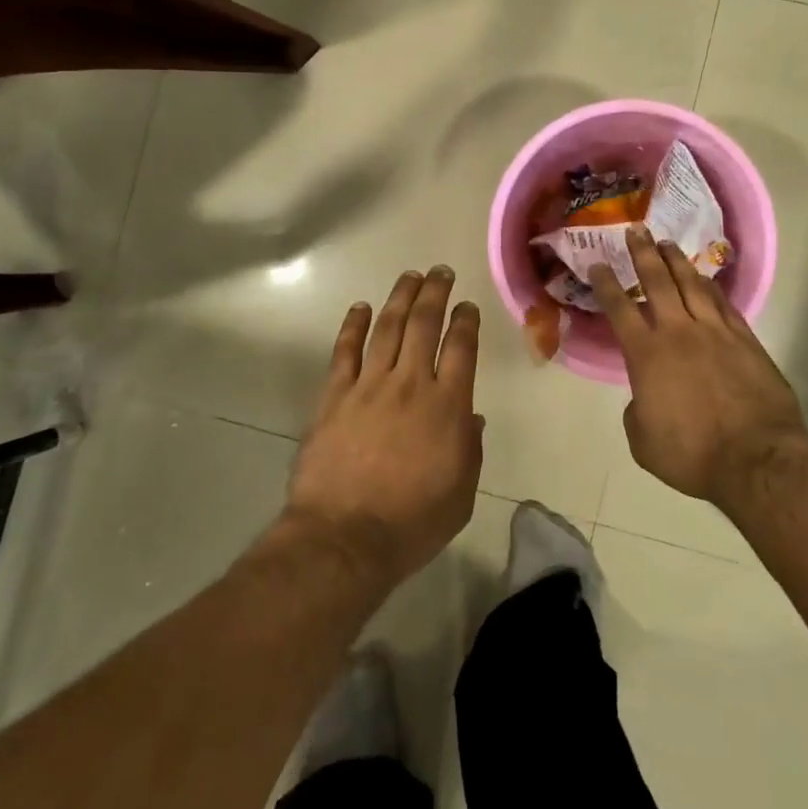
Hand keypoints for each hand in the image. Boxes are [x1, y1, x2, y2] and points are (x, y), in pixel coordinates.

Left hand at [284, 267, 483, 587]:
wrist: (345, 537)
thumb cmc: (412, 522)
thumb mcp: (461, 493)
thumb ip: (470, 448)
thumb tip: (472, 417)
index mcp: (448, 406)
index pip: (461, 347)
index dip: (466, 321)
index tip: (468, 306)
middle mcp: (411, 383)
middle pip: (424, 324)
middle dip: (436, 293)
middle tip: (441, 272)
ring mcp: (369, 385)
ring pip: (388, 327)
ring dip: (400, 297)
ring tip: (410, 276)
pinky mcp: (335, 395)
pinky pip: (345, 350)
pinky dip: (353, 325)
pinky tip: (361, 307)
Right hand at [588, 227, 807, 505]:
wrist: (756, 459)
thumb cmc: (692, 454)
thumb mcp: (643, 440)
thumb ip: (637, 411)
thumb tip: (645, 398)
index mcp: (647, 354)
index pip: (620, 308)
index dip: (606, 284)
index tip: (598, 263)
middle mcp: (679, 332)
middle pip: (658, 282)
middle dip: (644, 254)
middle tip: (637, 230)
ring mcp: (716, 333)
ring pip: (693, 285)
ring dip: (678, 262)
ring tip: (668, 244)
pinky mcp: (746, 341)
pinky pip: (724, 305)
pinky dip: (712, 288)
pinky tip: (706, 280)